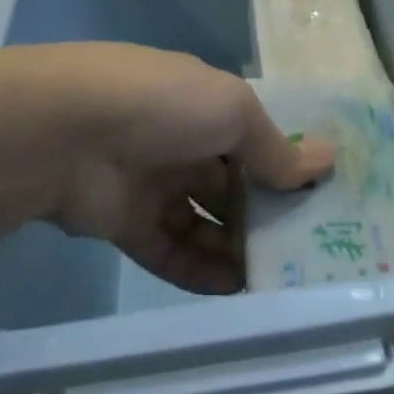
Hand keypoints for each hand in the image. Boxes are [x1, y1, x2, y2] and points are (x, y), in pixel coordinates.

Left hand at [41, 45, 333, 294]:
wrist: (66, 133)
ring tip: (276, 278)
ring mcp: (151, 183)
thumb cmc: (163, 106)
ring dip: (235, 248)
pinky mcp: (125, 224)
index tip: (319, 198)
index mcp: (203, 105)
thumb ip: (275, 147)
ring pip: (203, 221)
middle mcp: (179, 142)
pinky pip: (171, 250)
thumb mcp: (232, 111)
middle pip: (231, 184)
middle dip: (264, 214)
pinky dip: (200, 270)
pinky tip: (235, 289)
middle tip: (305, 250)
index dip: (283, 166)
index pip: (251, 139)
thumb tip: (327, 162)